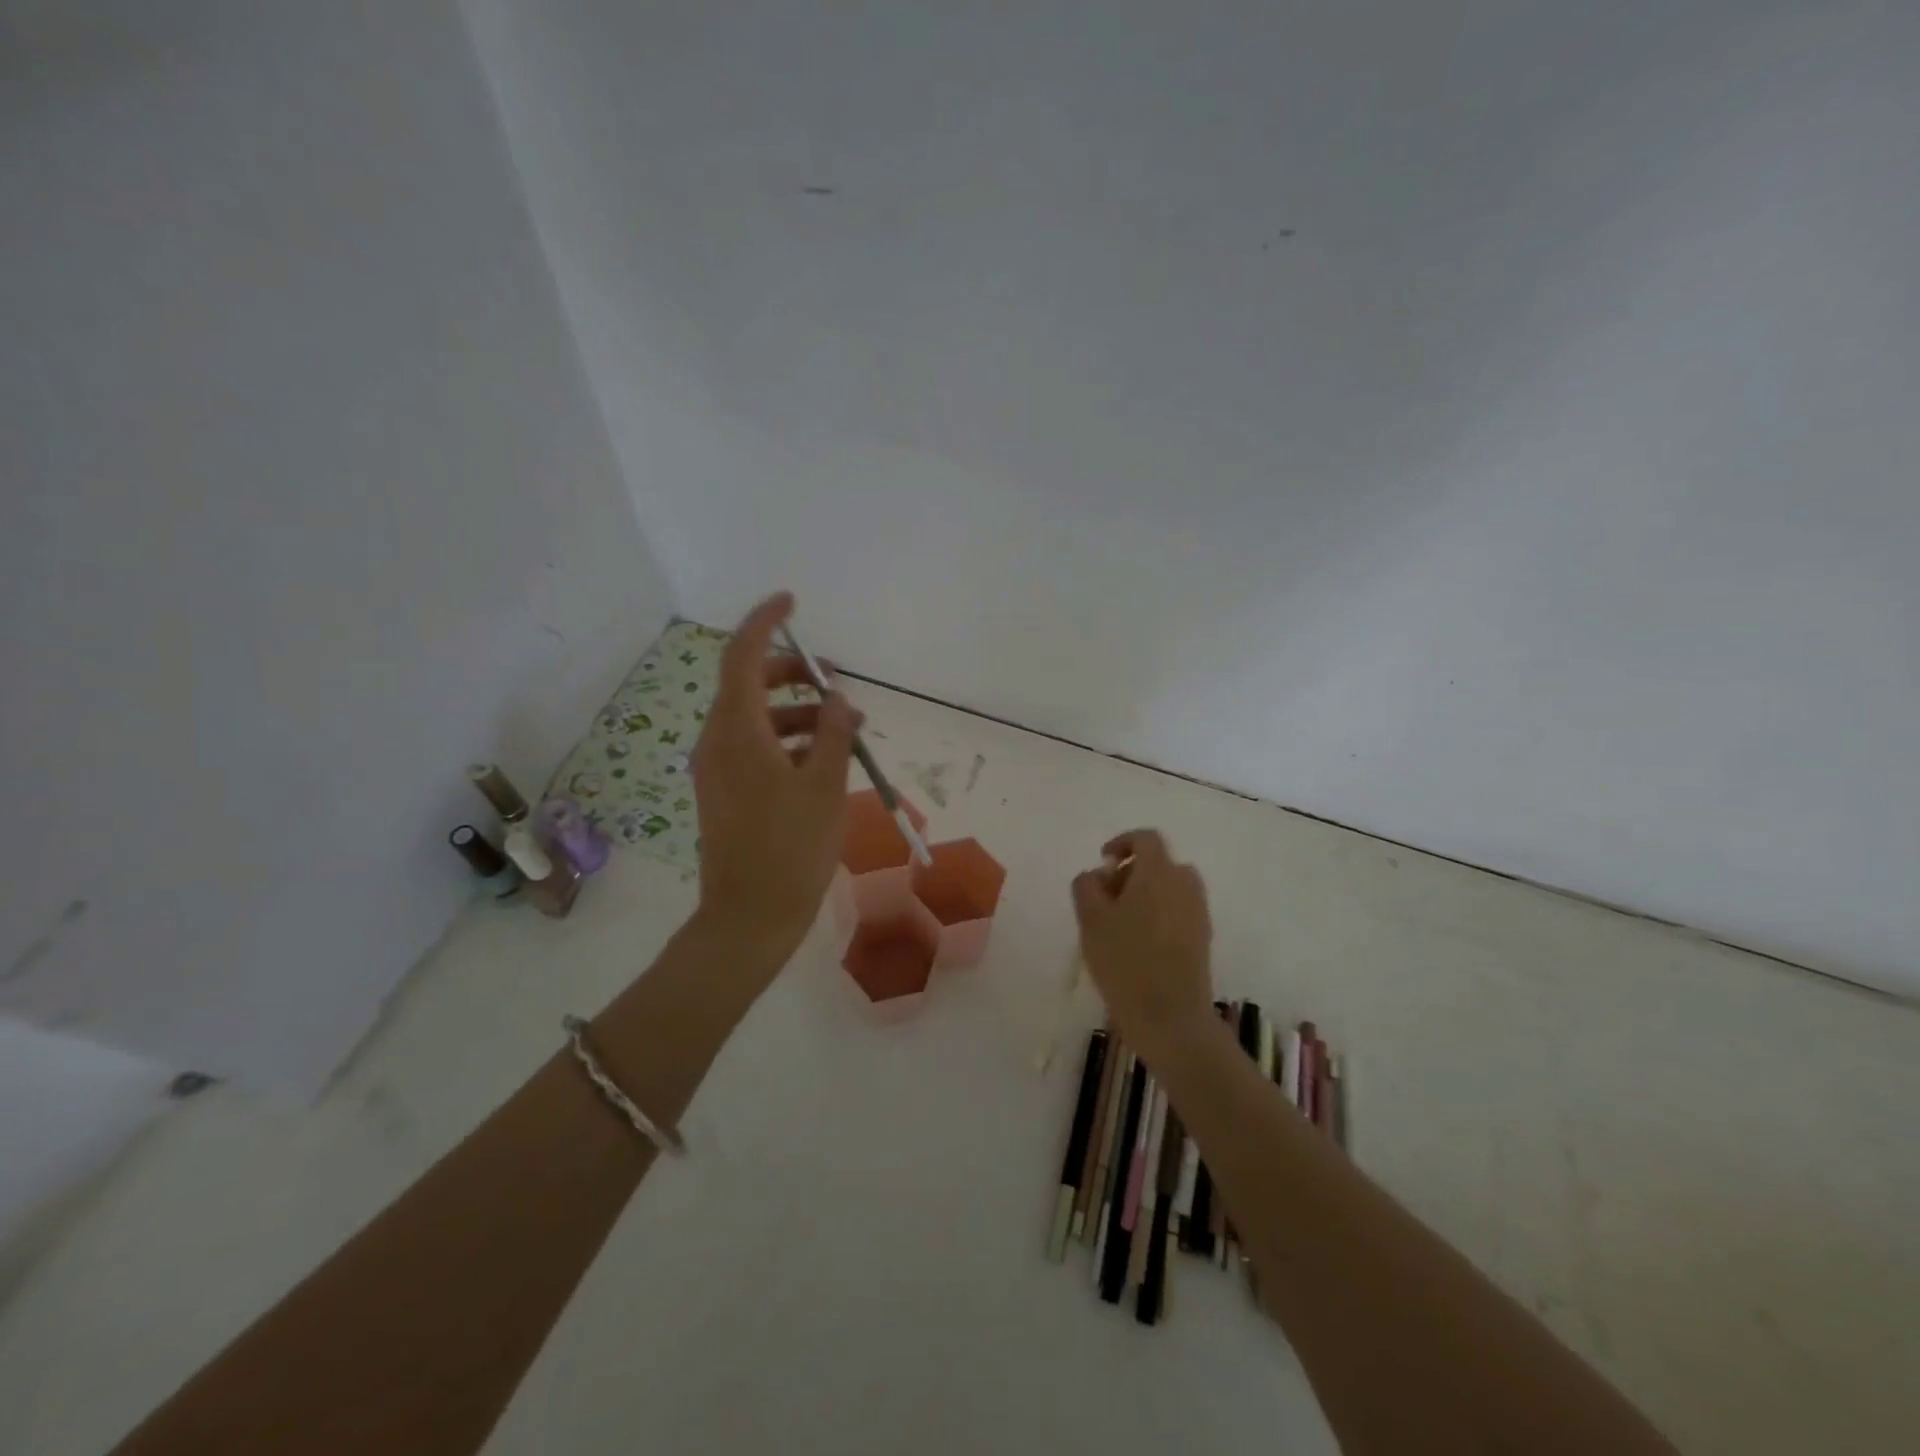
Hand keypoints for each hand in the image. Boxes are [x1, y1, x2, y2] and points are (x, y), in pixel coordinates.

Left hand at [691, 592, 861, 966]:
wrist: (749, 917)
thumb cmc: (791, 849)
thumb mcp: (825, 786)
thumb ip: (832, 732)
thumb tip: (835, 698)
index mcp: (737, 732)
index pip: (742, 655)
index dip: (765, 621)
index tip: (792, 602)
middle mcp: (718, 741)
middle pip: (748, 684)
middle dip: (792, 674)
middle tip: (834, 683)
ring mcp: (717, 768)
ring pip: (755, 718)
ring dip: (797, 712)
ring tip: (845, 727)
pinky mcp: (724, 791)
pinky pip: (754, 747)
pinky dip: (786, 740)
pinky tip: (823, 759)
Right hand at [1071, 829, 1215, 1059]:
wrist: (1170, 1018)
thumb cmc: (1125, 961)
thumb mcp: (1090, 920)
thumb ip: (1086, 886)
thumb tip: (1097, 874)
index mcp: (1159, 872)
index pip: (1146, 838)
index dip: (1122, 843)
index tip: (1102, 863)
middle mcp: (1184, 884)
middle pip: (1159, 863)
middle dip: (1130, 872)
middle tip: (1105, 898)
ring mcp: (1198, 912)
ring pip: (1169, 888)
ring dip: (1145, 894)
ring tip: (1119, 923)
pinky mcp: (1203, 938)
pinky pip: (1178, 911)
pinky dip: (1159, 914)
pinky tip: (1138, 944)